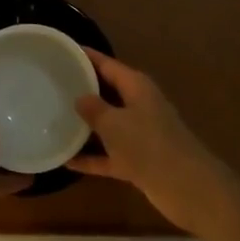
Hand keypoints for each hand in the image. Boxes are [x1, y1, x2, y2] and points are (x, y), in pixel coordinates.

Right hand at [68, 50, 239, 235]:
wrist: (188, 189)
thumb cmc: (149, 145)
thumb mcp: (115, 124)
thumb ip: (94, 109)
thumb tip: (80, 97)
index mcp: (136, 87)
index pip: (107, 64)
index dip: (85, 57)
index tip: (62, 51)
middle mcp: (138, 106)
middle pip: (107, 92)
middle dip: (82, 90)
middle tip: (51, 85)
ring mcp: (139, 135)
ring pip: (107, 125)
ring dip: (85, 126)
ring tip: (53, 119)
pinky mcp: (138, 161)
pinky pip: (108, 154)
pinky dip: (91, 157)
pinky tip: (65, 160)